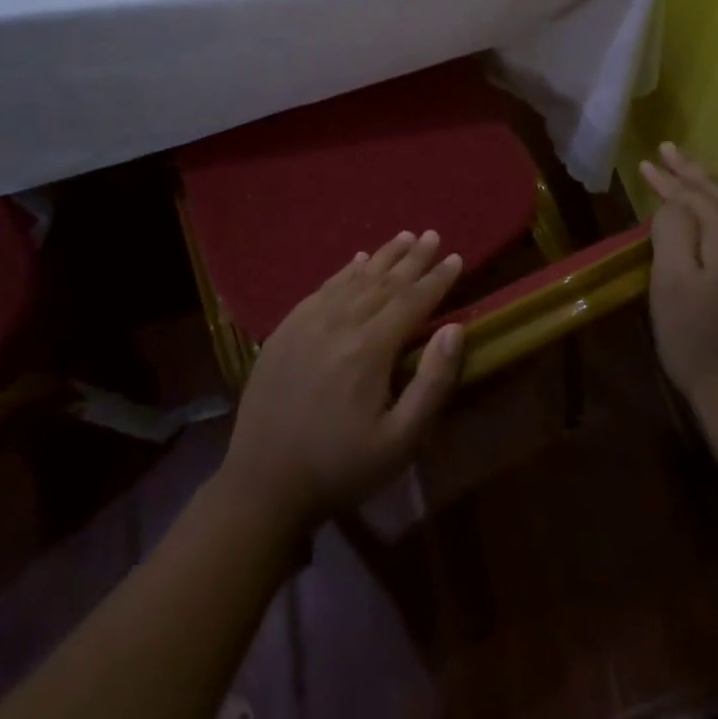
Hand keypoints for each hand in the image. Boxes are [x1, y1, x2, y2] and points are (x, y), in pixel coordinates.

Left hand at [219, 230, 464, 531]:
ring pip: (355, 278)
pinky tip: (357, 261)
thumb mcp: (399, 442)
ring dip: (383, 256)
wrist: (262, 484)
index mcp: (370, 348)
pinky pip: (323, 288)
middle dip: (413, 258)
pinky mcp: (286, 329)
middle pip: (385, 281)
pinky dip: (345, 271)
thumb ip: (431, 383)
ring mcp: (308, 321)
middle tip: (432, 235)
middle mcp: (340, 322)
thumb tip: (454, 329)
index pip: (412, 300)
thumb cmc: (340, 467)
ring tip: (404, 237)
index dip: (437, 279)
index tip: (455, 257)